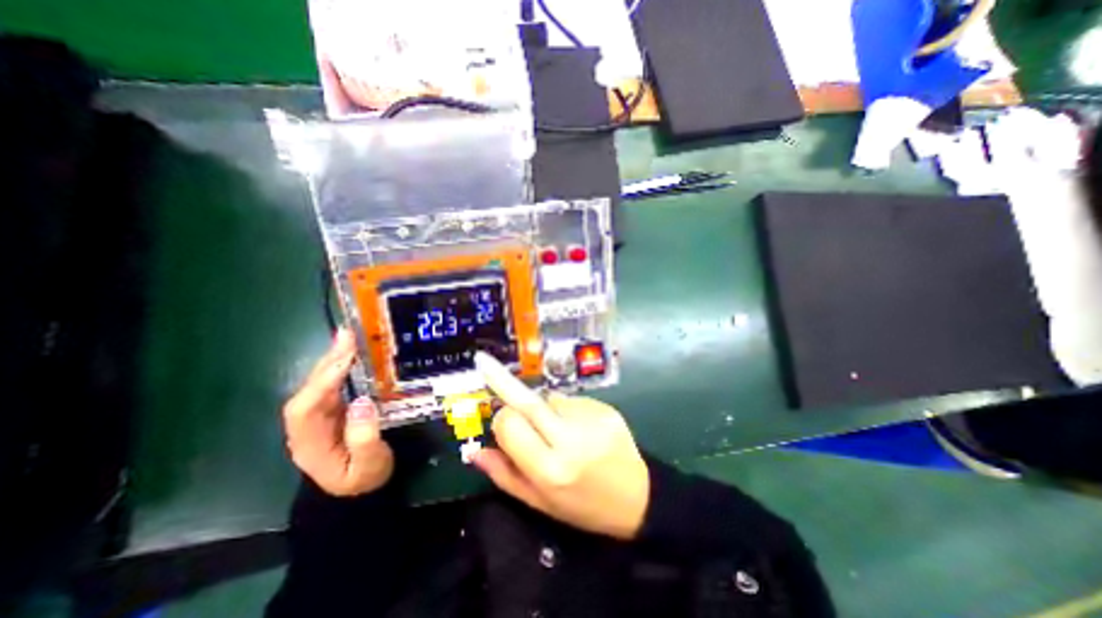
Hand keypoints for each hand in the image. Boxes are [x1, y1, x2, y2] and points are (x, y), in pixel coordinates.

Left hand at [281, 328, 393, 496]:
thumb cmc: (364, 479)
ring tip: (349, 337)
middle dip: (327, 362)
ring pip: (318, 384)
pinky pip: (332, 385)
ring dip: (333, 360)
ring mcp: (318, 418)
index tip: (346, 358)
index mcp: (310, 443)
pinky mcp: (332, 411)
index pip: (305, 408)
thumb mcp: (369, 465)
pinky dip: (341, 367)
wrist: (358, 491)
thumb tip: (362, 402)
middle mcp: (307, 427)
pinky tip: (352, 354)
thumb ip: (365, 438)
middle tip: (347, 335)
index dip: (323, 381)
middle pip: (309, 390)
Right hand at [472, 352, 646, 540]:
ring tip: (559, 430)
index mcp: (551, 468)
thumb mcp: (540, 502)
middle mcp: (571, 439)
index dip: (501, 420)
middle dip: (503, 381)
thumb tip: (475, 450)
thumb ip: (505, 475)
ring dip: (544, 408)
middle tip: (485, 362)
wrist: (638, 497)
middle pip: (528, 401)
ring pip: (550, 398)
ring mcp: (591, 418)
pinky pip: (571, 400)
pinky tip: (579, 427)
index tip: (503, 424)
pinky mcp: (605, 407)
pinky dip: (566, 409)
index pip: (509, 424)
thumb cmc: (583, 506)